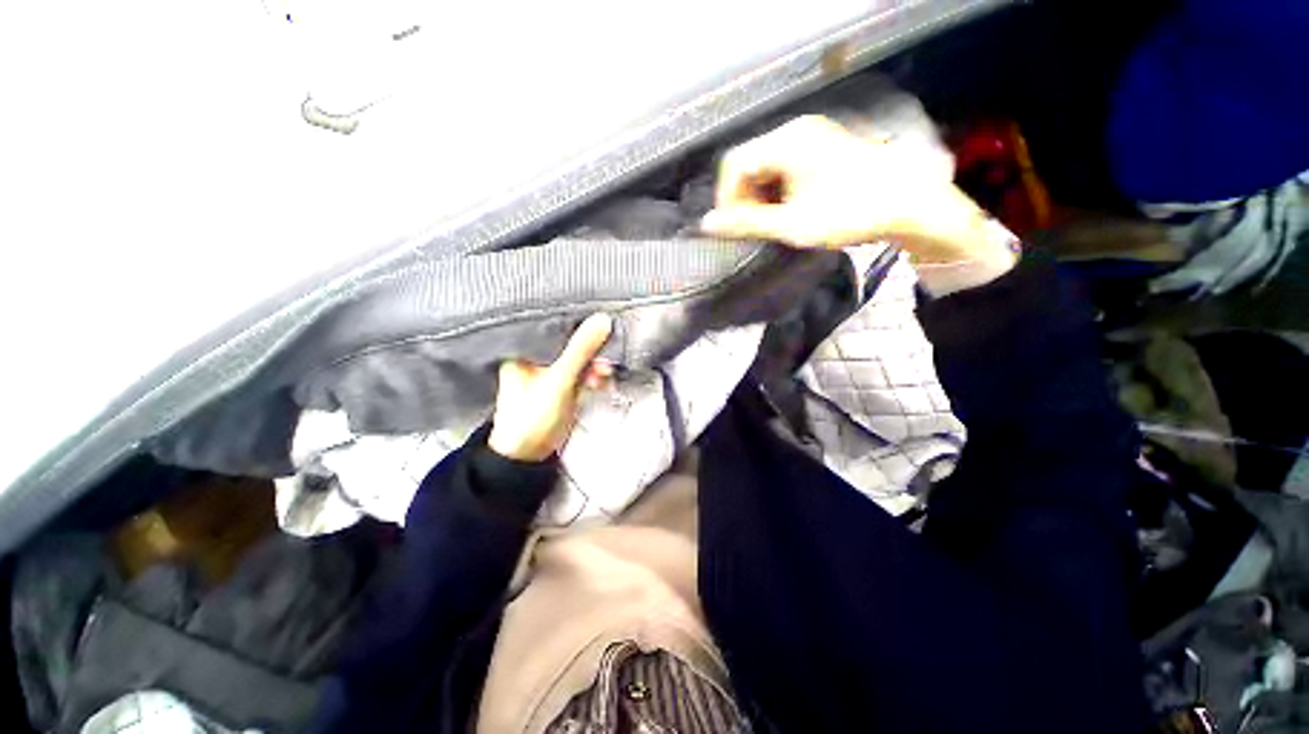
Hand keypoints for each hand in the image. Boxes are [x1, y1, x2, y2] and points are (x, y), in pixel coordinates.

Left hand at [488, 313, 613, 461]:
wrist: (528, 455)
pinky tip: (603, 382)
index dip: (577, 322)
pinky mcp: (561, 386)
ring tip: (605, 374)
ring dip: (594, 365)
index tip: (601, 319)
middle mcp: (536, 357)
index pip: (554, 325)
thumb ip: (580, 350)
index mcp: (524, 349)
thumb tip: (603, 318)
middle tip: (608, 353)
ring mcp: (550, 372)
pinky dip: (593, 377)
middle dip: (591, 349)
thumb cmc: (533, 414)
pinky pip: (581, 374)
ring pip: (578, 359)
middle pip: (569, 342)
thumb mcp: (559, 379)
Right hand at [700, 115, 1017, 272]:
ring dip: (759, 196)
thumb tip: (706, 225)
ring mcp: (809, 136)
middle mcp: (794, 131)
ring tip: (771, 222)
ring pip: (764, 166)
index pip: (734, 165)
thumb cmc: (848, 214)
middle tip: (753, 228)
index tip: (735, 228)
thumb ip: (747, 223)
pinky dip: (775, 190)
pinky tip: (786, 209)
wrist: (908, 204)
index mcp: (786, 143)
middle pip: (748, 163)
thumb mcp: (791, 224)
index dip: (726, 199)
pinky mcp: (820, 147)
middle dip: (743, 199)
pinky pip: (782, 166)